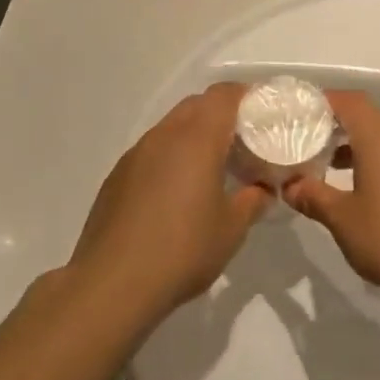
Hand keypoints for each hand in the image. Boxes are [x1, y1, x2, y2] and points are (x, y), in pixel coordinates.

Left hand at [65, 84, 272, 320]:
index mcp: (196, 139)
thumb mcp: (232, 228)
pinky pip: (153, 151)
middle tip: (245, 142)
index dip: (248, 96)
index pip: (224, 95)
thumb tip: (263, 188)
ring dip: (196, 137)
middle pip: (197, 105)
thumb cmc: (183, 250)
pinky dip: (173, 157)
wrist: (112, 284)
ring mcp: (135, 155)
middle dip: (223, 115)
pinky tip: (180, 193)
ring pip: (172, 127)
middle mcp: (163, 136)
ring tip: (215, 168)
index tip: (266, 114)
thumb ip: (253, 200)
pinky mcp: (117, 177)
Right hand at [283, 91, 379, 314]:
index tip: (298, 115)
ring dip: (355, 145)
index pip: (349, 101)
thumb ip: (312, 195)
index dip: (322, 102)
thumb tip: (289, 185)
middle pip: (366, 117)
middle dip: (335, 126)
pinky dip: (376, 160)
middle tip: (305, 142)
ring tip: (327, 167)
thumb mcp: (341, 218)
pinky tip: (360, 188)